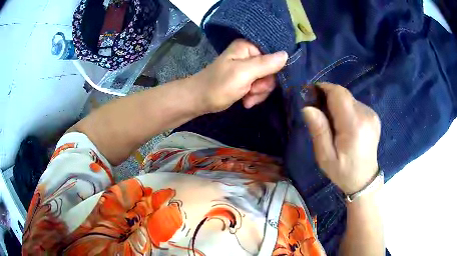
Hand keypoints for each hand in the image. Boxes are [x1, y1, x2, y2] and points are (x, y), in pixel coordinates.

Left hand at [191, 39, 287, 112]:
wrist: (199, 100)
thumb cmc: (218, 85)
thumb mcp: (243, 73)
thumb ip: (265, 64)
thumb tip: (286, 54)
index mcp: (248, 47)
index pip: (274, 55)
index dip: (272, 71)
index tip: (261, 82)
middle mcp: (250, 54)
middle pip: (272, 70)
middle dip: (263, 85)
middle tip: (251, 91)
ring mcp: (248, 67)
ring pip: (267, 81)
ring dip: (259, 93)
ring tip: (246, 98)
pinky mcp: (246, 79)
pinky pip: (260, 87)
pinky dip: (255, 96)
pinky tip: (246, 101)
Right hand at [302, 83, 380, 194]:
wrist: (365, 179)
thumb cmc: (343, 172)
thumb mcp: (325, 157)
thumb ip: (319, 131)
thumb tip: (308, 107)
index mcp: (354, 125)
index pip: (339, 94)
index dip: (323, 88)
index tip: (311, 94)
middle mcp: (365, 115)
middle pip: (343, 94)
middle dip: (328, 97)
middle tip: (319, 112)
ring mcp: (371, 115)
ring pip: (349, 99)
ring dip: (337, 105)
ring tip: (332, 123)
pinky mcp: (373, 116)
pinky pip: (355, 104)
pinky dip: (346, 109)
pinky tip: (344, 124)